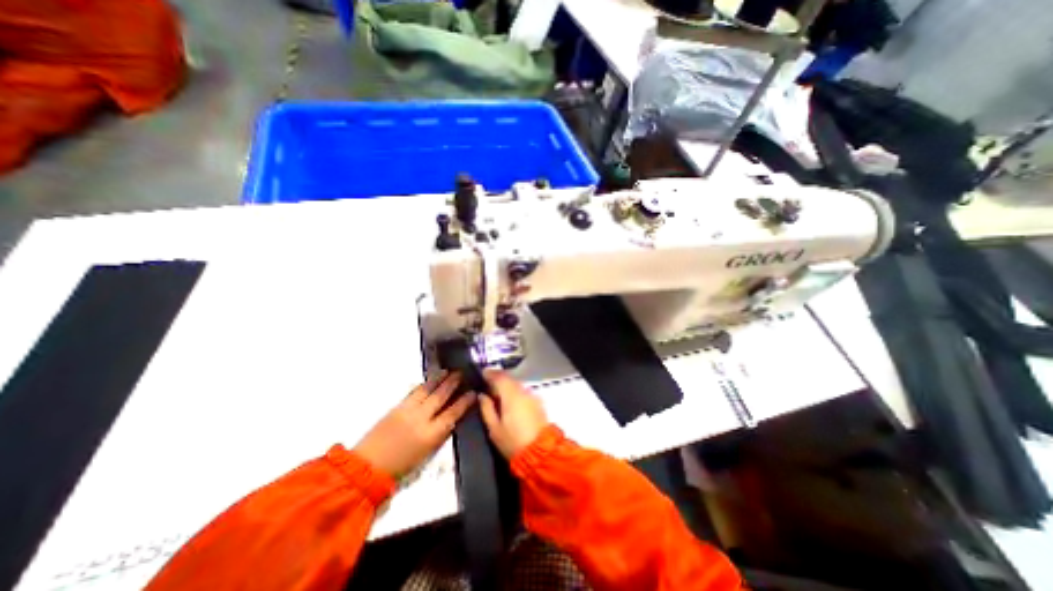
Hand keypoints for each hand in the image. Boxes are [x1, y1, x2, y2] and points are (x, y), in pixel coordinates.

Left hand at [354, 373, 472, 480]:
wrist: (368, 467)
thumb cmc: (401, 468)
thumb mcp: (427, 455)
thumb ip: (440, 435)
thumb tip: (452, 420)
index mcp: (431, 435)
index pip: (453, 413)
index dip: (464, 402)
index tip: (473, 393)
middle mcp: (421, 419)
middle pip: (440, 397)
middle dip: (452, 384)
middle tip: (461, 373)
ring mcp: (408, 410)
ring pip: (427, 390)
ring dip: (438, 379)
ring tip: (447, 371)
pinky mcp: (397, 407)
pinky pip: (413, 392)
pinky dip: (423, 385)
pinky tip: (429, 381)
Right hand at [477, 370, 547, 460]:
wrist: (540, 452)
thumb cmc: (513, 441)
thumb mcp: (494, 428)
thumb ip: (486, 408)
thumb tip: (481, 395)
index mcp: (511, 394)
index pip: (499, 376)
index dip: (490, 373)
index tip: (482, 374)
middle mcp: (523, 391)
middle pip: (509, 379)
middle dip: (498, 380)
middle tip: (487, 386)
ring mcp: (532, 396)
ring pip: (517, 385)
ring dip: (507, 387)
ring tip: (497, 396)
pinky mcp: (538, 403)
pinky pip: (523, 392)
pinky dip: (515, 393)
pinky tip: (510, 403)